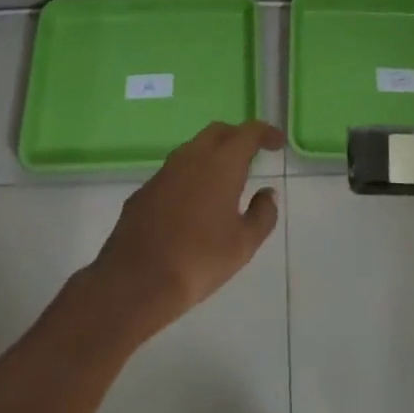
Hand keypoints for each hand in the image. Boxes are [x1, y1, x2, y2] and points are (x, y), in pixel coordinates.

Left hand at [86, 120, 282, 336]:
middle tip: (252, 155)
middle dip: (238, 137)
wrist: (136, 280)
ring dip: (213, 155)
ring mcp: (165, 170)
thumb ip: (262, 214)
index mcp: (222, 162)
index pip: (249, 132)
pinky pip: (176, 171)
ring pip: (195, 148)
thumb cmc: (199, 259)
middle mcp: (193, 155)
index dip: (266, 133)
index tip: (277, 143)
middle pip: (219, 132)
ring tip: (224, 180)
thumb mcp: (243, 245)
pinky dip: (191, 176)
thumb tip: (267, 193)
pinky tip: (193, 203)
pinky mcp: (146, 189)